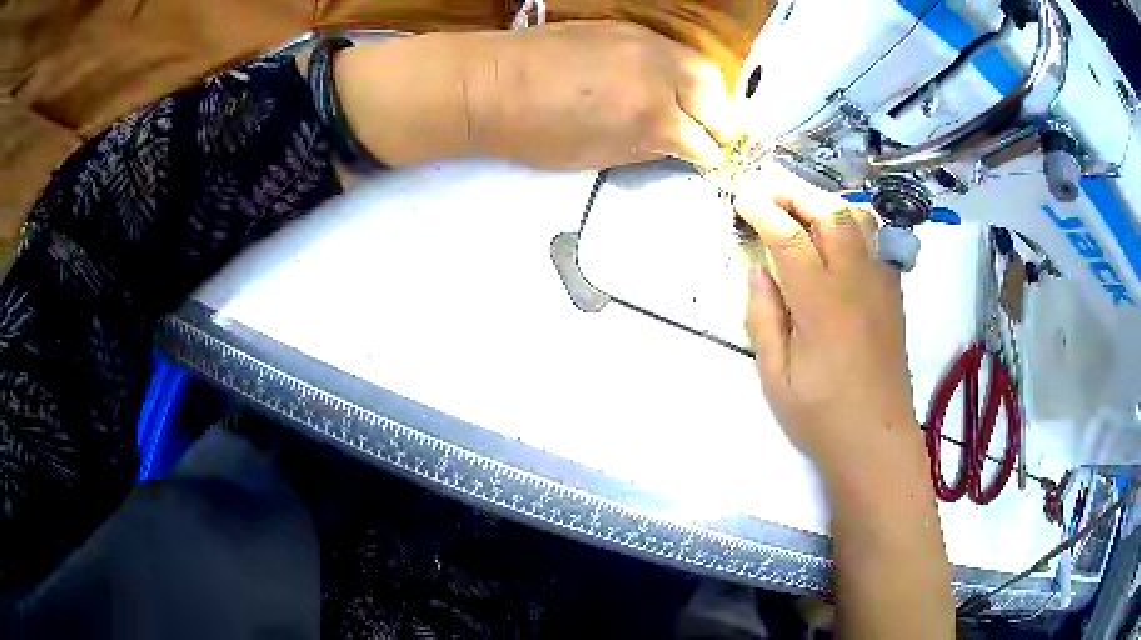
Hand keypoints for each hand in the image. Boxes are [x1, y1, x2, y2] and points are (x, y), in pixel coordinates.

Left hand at [466, 21, 738, 168]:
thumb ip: (645, 149)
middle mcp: (660, 75)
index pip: (702, 142)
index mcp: (650, 117)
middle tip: (710, 136)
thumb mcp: (596, 156)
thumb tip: (676, 146)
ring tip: (695, 107)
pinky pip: (672, 50)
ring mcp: (646, 45)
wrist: (492, 84)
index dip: (707, 157)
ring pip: (701, 67)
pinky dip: (680, 70)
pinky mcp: (629, 29)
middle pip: (715, 99)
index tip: (707, 162)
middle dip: (719, 123)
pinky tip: (666, 82)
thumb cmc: (535, 133)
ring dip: (708, 93)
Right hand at [735, 169, 918, 473]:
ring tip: (801, 210)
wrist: (877, 440)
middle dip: (794, 193)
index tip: (741, 199)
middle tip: (767, 193)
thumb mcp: (775, 378)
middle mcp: (856, 283)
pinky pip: (877, 240)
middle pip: (830, 213)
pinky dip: (853, 223)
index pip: (789, 238)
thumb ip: (763, 318)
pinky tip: (837, 238)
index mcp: (821, 306)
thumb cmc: (821, 417)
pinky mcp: (893, 293)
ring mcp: (881, 284)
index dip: (762, 211)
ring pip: (859, 218)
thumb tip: (759, 270)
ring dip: (827, 203)